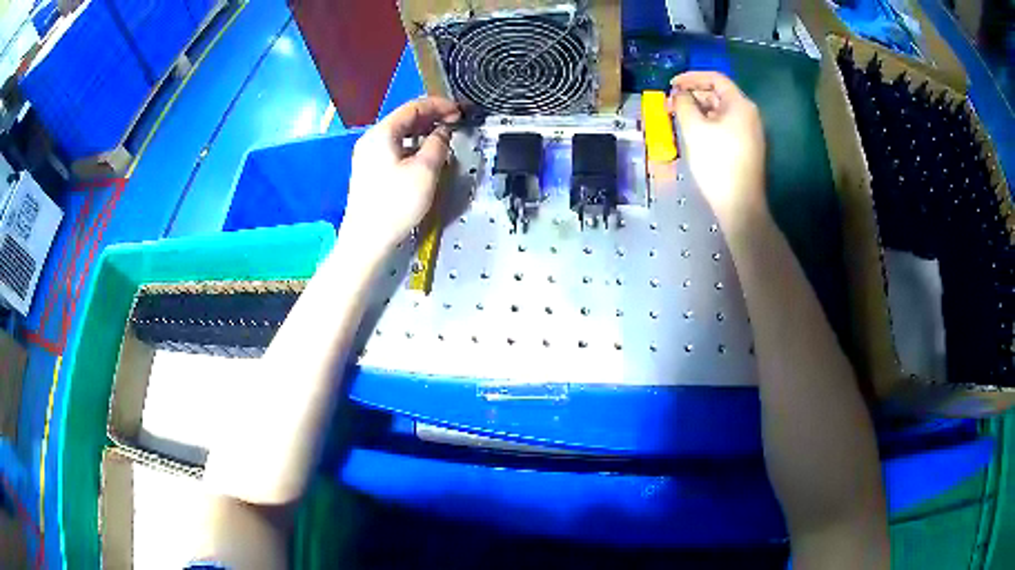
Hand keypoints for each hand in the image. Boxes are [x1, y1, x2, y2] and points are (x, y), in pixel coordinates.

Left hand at [343, 97, 460, 252]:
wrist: (366, 240)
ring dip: (422, 132)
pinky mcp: (369, 171)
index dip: (439, 105)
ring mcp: (367, 156)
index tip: (460, 112)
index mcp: (382, 133)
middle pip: (404, 119)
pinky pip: (394, 148)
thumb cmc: (396, 204)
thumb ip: (438, 144)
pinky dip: (412, 146)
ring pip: (399, 134)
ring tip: (444, 138)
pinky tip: (425, 156)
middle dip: (431, 117)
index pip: (413, 107)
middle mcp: (371, 139)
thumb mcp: (425, 170)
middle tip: (455, 123)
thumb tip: (443, 132)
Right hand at [669, 71, 766, 225]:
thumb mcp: (694, 129)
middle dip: (693, 96)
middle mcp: (748, 114)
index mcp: (740, 105)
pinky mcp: (746, 148)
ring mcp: (749, 132)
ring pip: (720, 112)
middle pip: (718, 95)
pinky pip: (724, 127)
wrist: (740, 204)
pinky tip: (693, 133)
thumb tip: (679, 94)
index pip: (715, 79)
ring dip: (698, 111)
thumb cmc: (717, 163)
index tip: (671, 84)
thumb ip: (683, 104)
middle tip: (670, 104)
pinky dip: (707, 124)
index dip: (691, 77)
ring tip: (677, 119)